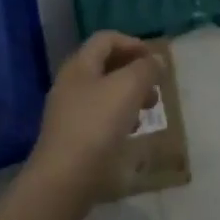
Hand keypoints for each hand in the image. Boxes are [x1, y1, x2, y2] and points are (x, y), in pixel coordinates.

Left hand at [26, 30, 163, 210]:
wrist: (63, 181)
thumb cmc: (96, 125)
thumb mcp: (128, 88)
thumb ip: (146, 69)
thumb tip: (156, 60)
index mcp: (80, 65)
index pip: (107, 38)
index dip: (133, 43)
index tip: (155, 60)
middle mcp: (71, 83)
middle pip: (106, 65)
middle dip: (134, 72)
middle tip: (155, 87)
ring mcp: (69, 112)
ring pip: (105, 92)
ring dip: (129, 96)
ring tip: (148, 111)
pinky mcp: (72, 138)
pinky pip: (100, 117)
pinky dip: (119, 118)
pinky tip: (130, 133)